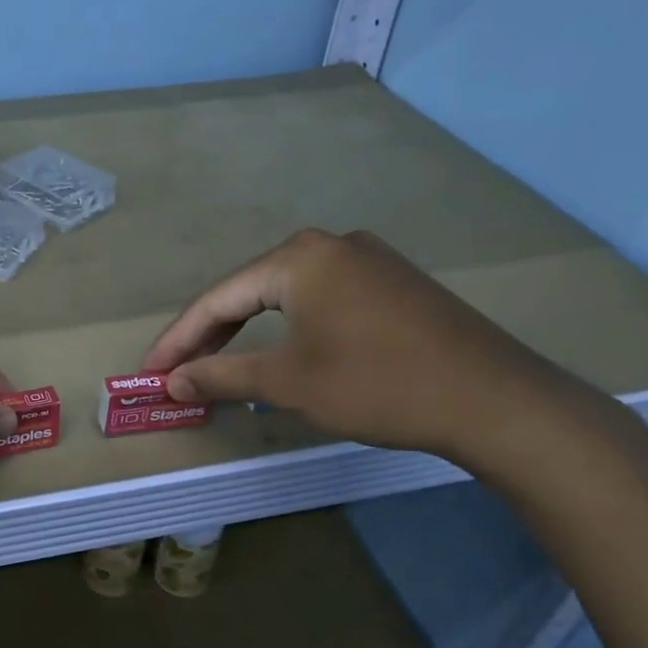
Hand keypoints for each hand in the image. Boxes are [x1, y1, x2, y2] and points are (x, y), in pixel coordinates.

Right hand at [142, 229, 596, 465]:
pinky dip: (289, 330)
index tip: (150, 373)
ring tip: (218, 366)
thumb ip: (220, 376)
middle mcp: (329, 245)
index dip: (178, 340)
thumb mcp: (288, 382)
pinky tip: (280, 354)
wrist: (497, 401)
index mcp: (298, 258)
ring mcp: (367, 261)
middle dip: (210, 336)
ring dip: (248, 333)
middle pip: (249, 292)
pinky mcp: (393, 285)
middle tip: (177, 373)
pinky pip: (320, 301)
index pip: (218, 299)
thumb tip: (171, 383)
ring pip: (285, 297)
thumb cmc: (377, 384)